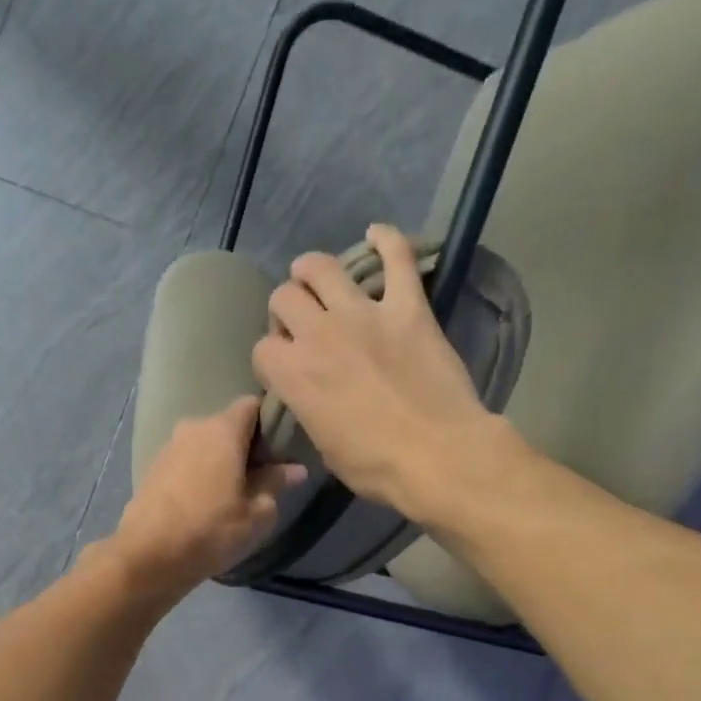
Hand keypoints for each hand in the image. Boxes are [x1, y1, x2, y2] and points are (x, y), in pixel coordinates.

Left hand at [108, 396, 304, 599]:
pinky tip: (204, 503)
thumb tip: (294, 469)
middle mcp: (193, 428)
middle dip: (245, 446)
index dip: (269, 421)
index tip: (281, 448)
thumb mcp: (256, 513)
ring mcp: (168, 448)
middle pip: (227, 426)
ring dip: (220, 462)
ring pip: (204, 445)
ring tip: (232, 494)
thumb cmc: (211, 530)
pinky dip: (198, 474)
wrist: (147, 555)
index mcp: (222, 430)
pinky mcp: (152, 469)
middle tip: (261, 477)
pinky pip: (185, 462)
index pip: (252, 405)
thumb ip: (275, 484)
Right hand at [254, 224, 506, 520]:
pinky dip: (386, 240)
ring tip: (316, 277)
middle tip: (302, 325)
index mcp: (293, 374)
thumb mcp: (324, 447)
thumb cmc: (374, 466)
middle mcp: (319, 333)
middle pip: (283, 298)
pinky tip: (377, 235)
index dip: (270, 359)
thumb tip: (311, 398)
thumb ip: (309, 409)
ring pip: (321, 267)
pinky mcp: (408, 307)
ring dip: (312, 269)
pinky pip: (397, 258)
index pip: (262, 349)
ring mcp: (364, 314)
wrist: (437, 455)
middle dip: (285, 310)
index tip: (283, 370)